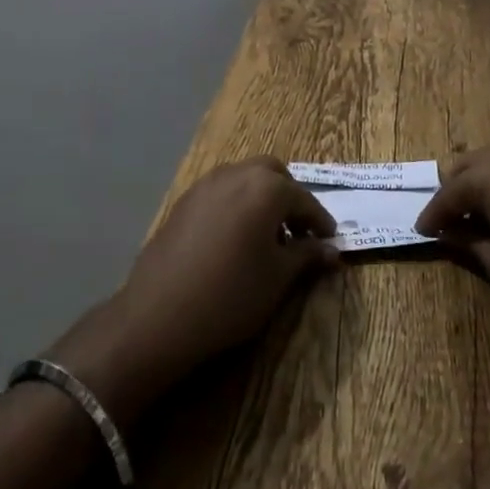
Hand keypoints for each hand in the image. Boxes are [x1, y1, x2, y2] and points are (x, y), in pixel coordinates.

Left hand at [51, 159, 337, 420]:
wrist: (159, 314)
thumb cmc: (231, 294)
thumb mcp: (278, 278)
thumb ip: (306, 256)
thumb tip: (330, 250)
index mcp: (267, 187)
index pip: (304, 199)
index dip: (320, 221)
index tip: (330, 241)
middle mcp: (237, 174)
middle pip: (273, 174)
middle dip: (289, 197)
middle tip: (298, 231)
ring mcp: (206, 184)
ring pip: (245, 178)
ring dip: (262, 198)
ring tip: (267, 237)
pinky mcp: (185, 201)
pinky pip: (222, 192)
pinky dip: (237, 204)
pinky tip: (236, 239)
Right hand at [415, 148, 489, 331]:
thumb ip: (470, 245)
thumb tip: (449, 235)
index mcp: (489, 178)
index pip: (448, 194)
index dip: (433, 216)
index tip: (422, 233)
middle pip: (467, 165)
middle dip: (453, 191)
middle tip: (447, 222)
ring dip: (478, 183)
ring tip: (476, 216)